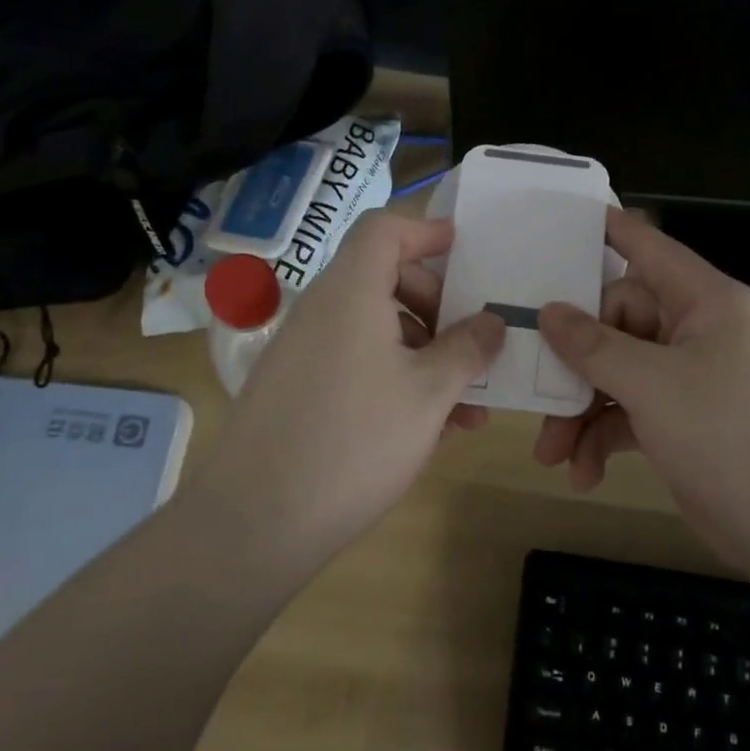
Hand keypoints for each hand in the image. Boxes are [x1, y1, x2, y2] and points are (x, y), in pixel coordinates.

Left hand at [199, 211, 506, 554]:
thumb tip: (493, 321)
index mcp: (350, 292)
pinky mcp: (295, 389)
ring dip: (425, 355)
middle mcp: (321, 310)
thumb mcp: (429, 394)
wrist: (257, 521)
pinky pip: (355, 363)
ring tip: (466, 409)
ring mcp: (303, 350)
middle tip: (473, 346)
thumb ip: (468, 349)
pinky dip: (394, 378)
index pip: (384, 230)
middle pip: (385, 279)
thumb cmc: (356, 441)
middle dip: (438, 307)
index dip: (427, 230)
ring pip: (376, 330)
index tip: (465, 252)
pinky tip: (427, 429)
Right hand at [533, 208, 749, 564]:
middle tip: (538, 394)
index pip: (649, 248)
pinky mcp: (683, 420)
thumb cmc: (731, 435)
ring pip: (617, 373)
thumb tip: (549, 311)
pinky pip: (629, 413)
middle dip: (575, 365)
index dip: (607, 231)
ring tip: (551, 454)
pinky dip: (603, 438)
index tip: (559, 223)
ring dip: (581, 412)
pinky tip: (583, 473)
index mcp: (705, 301)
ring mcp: (691, 378)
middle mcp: (698, 331)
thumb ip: (594, 345)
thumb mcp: (653, 385)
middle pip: (617, 323)